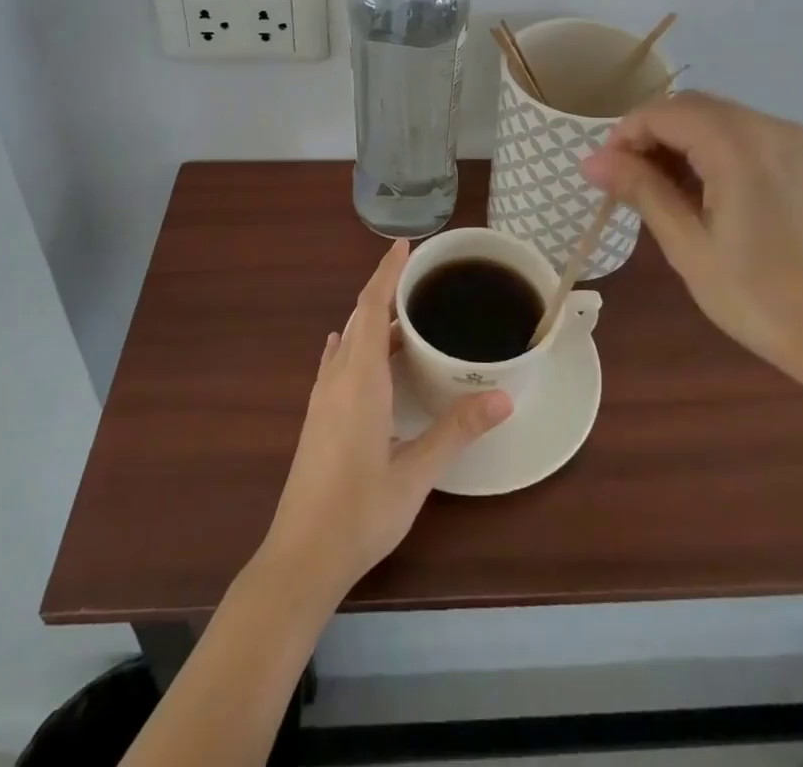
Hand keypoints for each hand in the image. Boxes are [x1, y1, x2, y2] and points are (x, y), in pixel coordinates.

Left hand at [257, 241, 511, 603]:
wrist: (300, 557)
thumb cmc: (360, 512)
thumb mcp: (416, 473)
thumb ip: (457, 431)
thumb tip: (502, 397)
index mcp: (359, 380)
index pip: (371, 307)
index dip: (387, 272)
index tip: (403, 244)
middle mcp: (337, 379)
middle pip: (359, 318)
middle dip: (384, 289)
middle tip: (417, 275)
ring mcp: (322, 398)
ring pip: (348, 341)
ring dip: (371, 319)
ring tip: (402, 311)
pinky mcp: (317, 417)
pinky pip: (337, 363)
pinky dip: (353, 344)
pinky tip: (355, 348)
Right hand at [582, 92, 802, 386]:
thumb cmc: (762, 299)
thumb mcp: (689, 247)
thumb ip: (641, 190)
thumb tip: (591, 160)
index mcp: (739, 146)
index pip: (664, 112)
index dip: (625, 135)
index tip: (604, 174)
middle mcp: (769, 128)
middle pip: (690, 106)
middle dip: (650, 135)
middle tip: (625, 183)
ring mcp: (791, 141)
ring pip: (714, 118)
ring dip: (678, 141)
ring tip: (657, 191)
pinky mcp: (802, 159)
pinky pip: (740, 134)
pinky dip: (708, 149)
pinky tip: (698, 190)